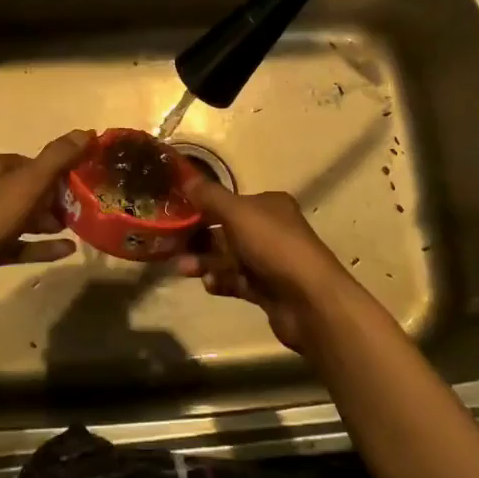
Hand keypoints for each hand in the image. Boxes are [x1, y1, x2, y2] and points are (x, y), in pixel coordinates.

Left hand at [0, 130, 93, 322]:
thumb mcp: (29, 183)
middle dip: (53, 198)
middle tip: (80, 206)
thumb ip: (58, 157)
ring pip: (21, 218)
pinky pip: (17, 245)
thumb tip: (87, 131)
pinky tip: (67, 250)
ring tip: (76, 226)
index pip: (25, 162)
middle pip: (24, 190)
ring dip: (48, 222)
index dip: (53, 170)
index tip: (79, 181)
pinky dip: (40, 246)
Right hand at [173, 174, 357, 352]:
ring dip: (204, 261)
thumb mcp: (238, 213)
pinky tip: (209, 284)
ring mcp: (269, 261)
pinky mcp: (267, 289)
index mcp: (269, 205)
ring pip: (228, 257)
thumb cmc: (274, 246)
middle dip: (197, 237)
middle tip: (169, 245)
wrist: (309, 300)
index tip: (173, 214)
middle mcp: (270, 229)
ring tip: (183, 268)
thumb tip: (184, 177)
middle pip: (225, 230)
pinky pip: (236, 281)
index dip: (201, 205)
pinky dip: (221, 281)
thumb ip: (210, 196)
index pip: (229, 201)